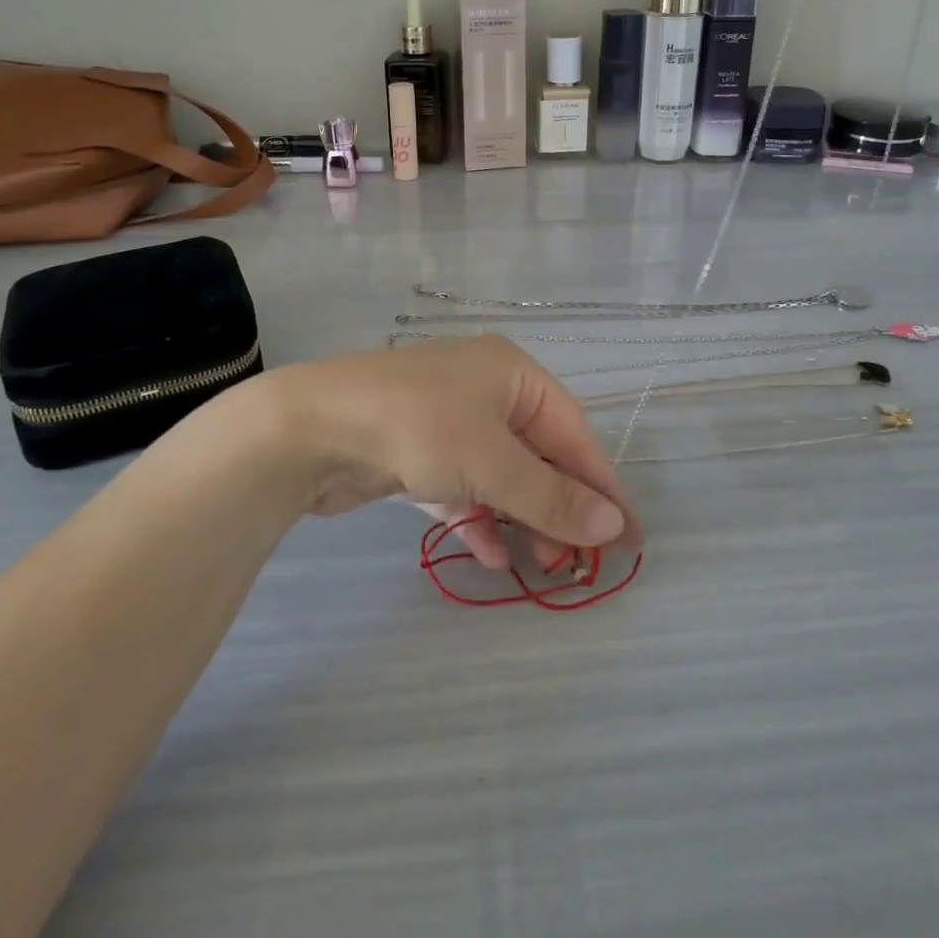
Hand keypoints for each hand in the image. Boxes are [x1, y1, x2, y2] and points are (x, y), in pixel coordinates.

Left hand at [255, 337, 642, 573]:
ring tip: (537, 565)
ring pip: (501, 473)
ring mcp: (446, 419)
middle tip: (574, 562)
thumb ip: (553, 496)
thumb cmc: (417, 428)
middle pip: (538, 453)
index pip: (574, 432)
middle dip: (557, 506)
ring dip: (521, 517)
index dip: (602, 486)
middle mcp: (483, 389)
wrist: (310, 428)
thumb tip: (613, 527)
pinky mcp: (415, 450)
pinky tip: (487, 554)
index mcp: (512, 373)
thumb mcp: (493, 462)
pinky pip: (462, 485)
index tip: (628, 538)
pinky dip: (477, 517)